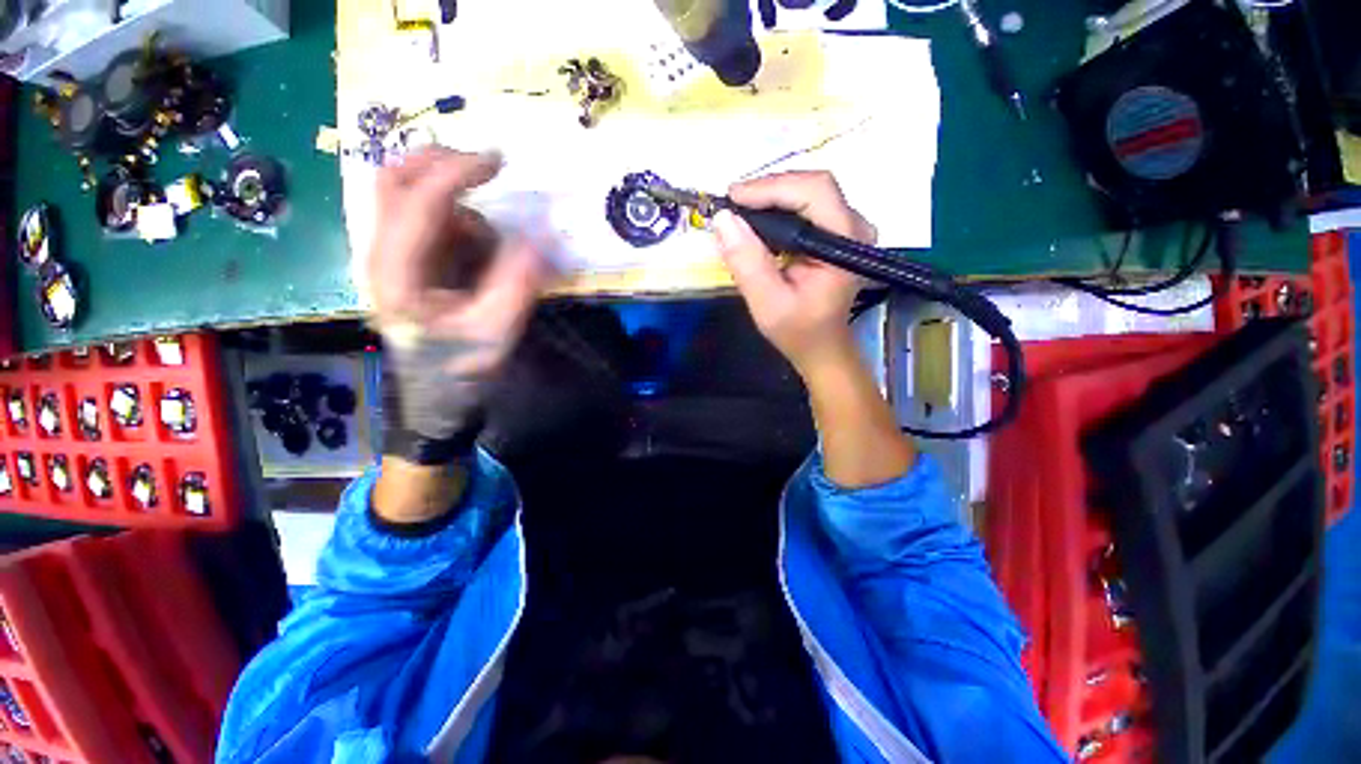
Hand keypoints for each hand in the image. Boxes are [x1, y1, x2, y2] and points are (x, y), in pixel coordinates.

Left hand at [366, 148, 548, 442]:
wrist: (438, 394)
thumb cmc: (462, 366)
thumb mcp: (497, 329)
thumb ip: (519, 280)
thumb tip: (542, 235)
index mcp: (397, 273)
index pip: (419, 201)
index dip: (458, 173)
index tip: (499, 163)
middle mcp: (382, 254)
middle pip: (394, 180)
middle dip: (441, 164)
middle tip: (488, 168)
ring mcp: (391, 255)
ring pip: (412, 197)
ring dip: (456, 203)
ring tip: (489, 244)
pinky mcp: (407, 260)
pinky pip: (432, 222)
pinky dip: (459, 222)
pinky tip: (477, 255)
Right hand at [713, 171, 874, 377]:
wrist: (821, 346)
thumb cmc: (798, 331)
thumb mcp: (768, 303)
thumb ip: (748, 263)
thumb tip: (723, 219)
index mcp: (845, 243)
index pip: (814, 192)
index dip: (771, 187)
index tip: (732, 198)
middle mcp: (855, 226)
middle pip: (812, 186)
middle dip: (768, 190)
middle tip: (731, 206)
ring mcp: (848, 227)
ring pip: (808, 192)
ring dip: (771, 198)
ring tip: (739, 213)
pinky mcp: (837, 231)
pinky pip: (806, 205)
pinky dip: (778, 209)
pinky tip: (757, 222)